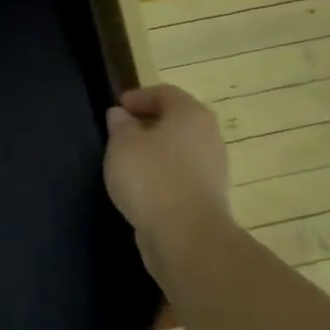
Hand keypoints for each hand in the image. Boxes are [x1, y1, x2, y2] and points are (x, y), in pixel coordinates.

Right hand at [104, 85, 233, 269]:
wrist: (186, 237)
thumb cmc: (151, 178)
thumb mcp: (122, 144)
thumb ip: (120, 125)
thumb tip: (120, 115)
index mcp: (190, 114)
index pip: (165, 93)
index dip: (138, 96)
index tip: (116, 108)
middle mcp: (208, 136)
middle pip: (176, 120)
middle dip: (147, 124)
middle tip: (120, 132)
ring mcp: (213, 169)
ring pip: (179, 149)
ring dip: (155, 151)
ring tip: (126, 161)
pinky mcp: (209, 197)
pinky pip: (181, 175)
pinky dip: (162, 175)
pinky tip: (141, 188)